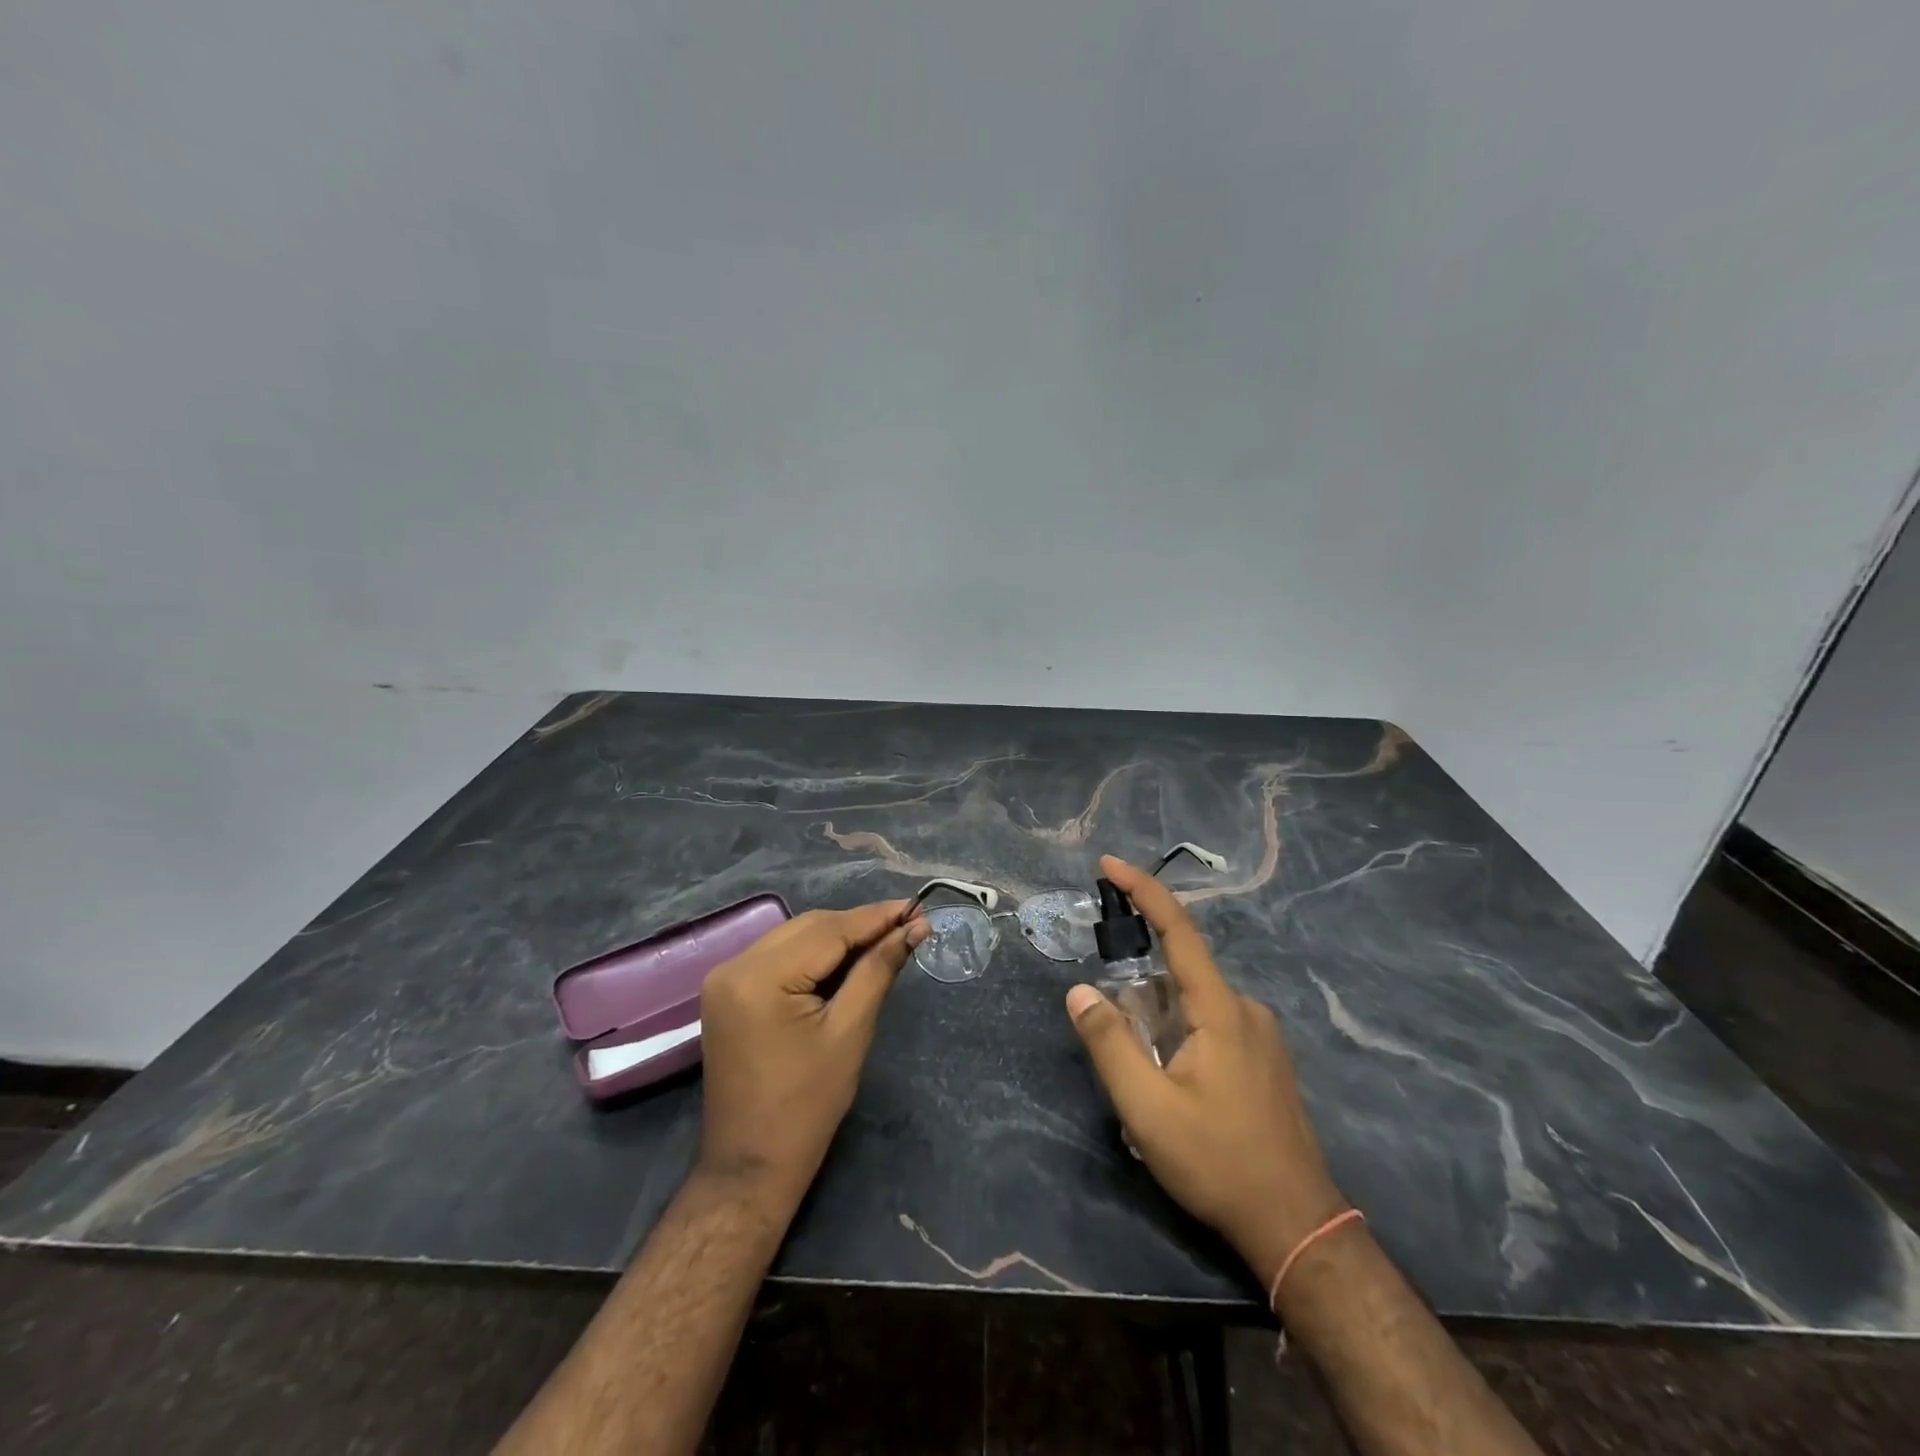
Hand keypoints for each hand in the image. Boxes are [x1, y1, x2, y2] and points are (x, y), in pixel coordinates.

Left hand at [697, 901, 928, 1207]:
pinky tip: (845, 960)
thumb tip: (913, 928)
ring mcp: (725, 978)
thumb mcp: (850, 1032)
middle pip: (809, 927)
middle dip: (859, 925)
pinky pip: (778, 955)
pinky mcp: (728, 991)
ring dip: (838, 937)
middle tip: (907, 925)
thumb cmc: (807, 1106)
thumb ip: (878, 970)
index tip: (917, 906)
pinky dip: (813, 954)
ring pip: (794, 936)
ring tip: (884, 940)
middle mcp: (734, 966)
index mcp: (759, 977)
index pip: (828, 930)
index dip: (876, 917)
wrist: (751, 1165)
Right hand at [1065, 856, 1347, 1288]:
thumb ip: (1109, 1044)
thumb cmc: (1217, 1161)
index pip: (1178, 930)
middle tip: (1119, 1046)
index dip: (1143, 891)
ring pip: (1194, 1005)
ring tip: (1148, 1085)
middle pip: (1180, 974)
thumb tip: (1079, 991)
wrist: (1296, 1225)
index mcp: (1221, 1009)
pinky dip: (1180, 1036)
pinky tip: (1175, 1086)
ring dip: (1159, 1023)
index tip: (1109, 865)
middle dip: (1138, 993)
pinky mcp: (1265, 1059)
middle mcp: (1246, 1009)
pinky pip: (1212, 1025)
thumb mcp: (1147, 1108)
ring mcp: (1261, 1035)